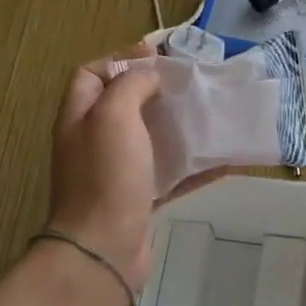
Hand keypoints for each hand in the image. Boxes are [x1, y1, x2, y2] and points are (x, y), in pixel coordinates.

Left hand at [46, 46, 236, 291]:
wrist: (104, 248)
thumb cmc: (106, 176)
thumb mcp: (113, 115)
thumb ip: (130, 84)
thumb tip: (149, 76)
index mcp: (80, 116)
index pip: (92, 73)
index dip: (122, 58)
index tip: (159, 56)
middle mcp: (94, 141)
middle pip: (124, 104)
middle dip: (157, 91)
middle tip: (191, 84)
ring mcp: (117, 172)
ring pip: (150, 138)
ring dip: (178, 126)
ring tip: (210, 114)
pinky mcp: (140, 199)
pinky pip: (170, 174)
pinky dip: (195, 166)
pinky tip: (224, 160)